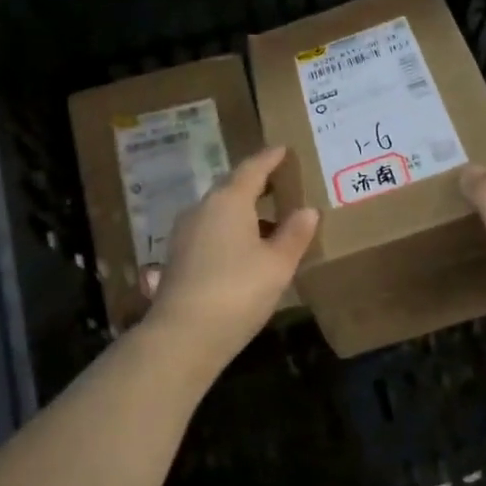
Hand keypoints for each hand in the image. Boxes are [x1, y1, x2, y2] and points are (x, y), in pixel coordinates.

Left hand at [141, 145, 318, 370]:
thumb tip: (307, 210)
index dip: (269, 158)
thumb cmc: (238, 291)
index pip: (252, 169)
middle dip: (255, 183)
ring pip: (218, 211)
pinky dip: (229, 230)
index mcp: (228, 201)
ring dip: (243, 211)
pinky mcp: (177, 257)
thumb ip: (294, 234)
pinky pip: (209, 231)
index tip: (282, 149)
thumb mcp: (277, 264)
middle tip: (279, 183)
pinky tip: (244, 250)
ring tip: (268, 221)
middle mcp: (202, 209)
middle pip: (231, 187)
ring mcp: (184, 233)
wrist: (183, 335)